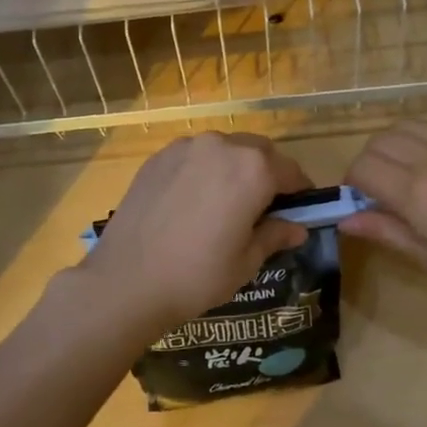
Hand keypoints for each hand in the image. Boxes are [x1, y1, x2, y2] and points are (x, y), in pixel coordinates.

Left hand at [79, 132, 312, 336]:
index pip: (291, 171)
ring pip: (225, 149)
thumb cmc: (197, 275)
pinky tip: (194, 201)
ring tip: (226, 203)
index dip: (300, 192)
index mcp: (253, 170)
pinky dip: (204, 170)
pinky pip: (195, 156)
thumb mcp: (246, 261)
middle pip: (259, 152)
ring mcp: (186, 147)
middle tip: (264, 207)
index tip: (300, 210)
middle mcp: (222, 146)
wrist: (126, 281)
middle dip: (268, 174)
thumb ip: (275, 235)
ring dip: (235, 168)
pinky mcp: (158, 157)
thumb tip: (297, 228)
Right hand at [340, 122, 426, 314]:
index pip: (362, 168)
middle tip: (379, 195)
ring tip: (405, 178)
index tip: (360, 207)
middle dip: (368, 164)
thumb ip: (390, 233)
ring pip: (406, 126)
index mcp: (418, 191)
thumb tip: (347, 220)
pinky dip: (420, 142)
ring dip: (392, 147)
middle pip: (379, 141)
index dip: (351, 186)